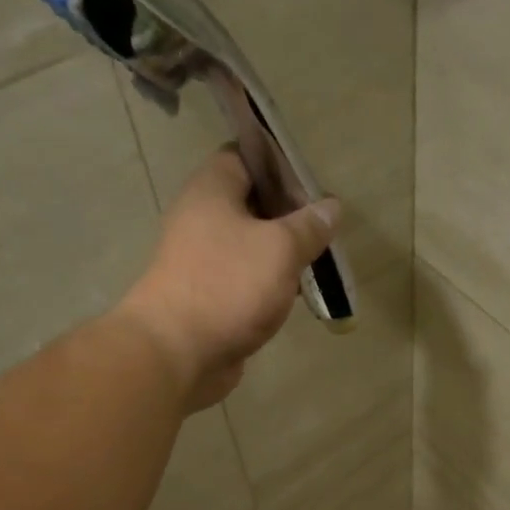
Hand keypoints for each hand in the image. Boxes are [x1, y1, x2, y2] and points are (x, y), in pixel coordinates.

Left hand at [115, 149, 339, 410]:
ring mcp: (204, 260)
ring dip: (283, 252)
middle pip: (251, 203)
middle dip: (289, 214)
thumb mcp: (280, 248)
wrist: (178, 353)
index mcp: (212, 191)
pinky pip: (246, 279)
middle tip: (325, 227)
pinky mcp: (211, 296)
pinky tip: (297, 295)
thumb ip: (309, 226)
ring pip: (251, 245)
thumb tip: (331, 206)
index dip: (281, 164)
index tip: (314, 183)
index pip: (246, 156)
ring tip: (319, 261)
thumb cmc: (228, 286)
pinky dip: (271, 282)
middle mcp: (202, 219)